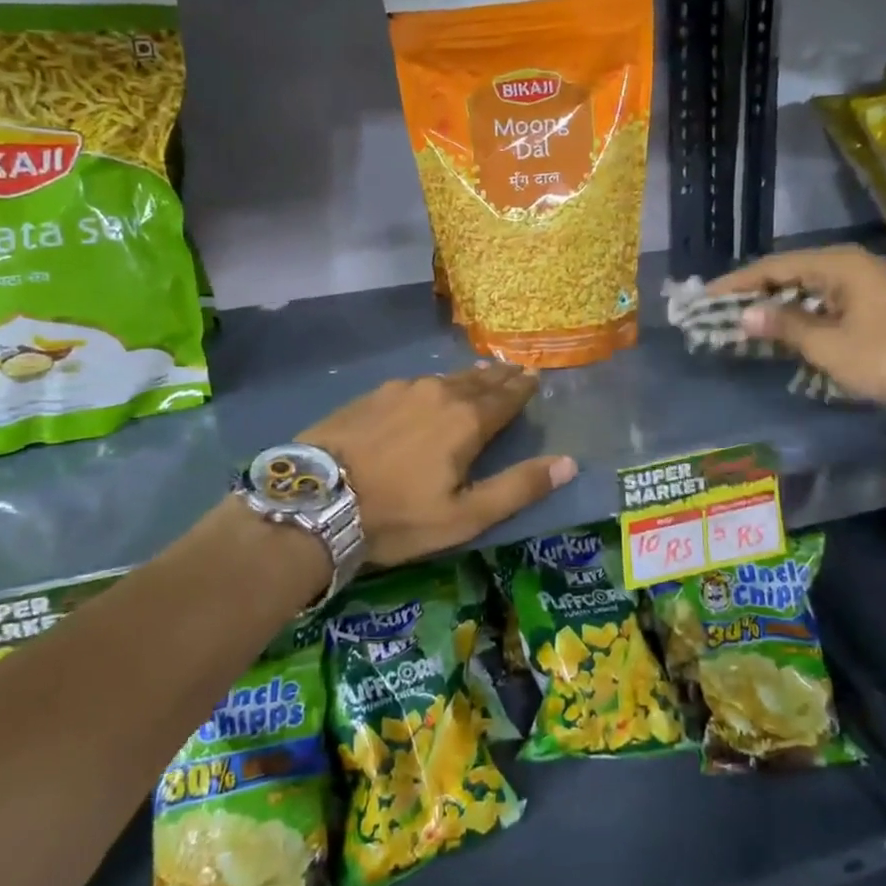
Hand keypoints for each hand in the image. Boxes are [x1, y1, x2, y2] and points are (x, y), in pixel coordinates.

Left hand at [296, 363, 576, 567]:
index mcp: (467, 421)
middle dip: (500, 376)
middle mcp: (439, 393)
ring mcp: (402, 389)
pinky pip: (416, 383)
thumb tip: (569, 462)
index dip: (523, 387)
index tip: (535, 376)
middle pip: (479, 380)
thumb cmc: (397, 515)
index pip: (506, 397)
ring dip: (468, 377)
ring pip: (446, 378)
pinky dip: (434, 384)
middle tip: (515, 369)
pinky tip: (429, 389)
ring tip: (480, 374)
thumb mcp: (465, 515)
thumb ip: (518, 487)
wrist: (316, 499)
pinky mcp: (372, 394)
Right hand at [706, 246, 885, 412]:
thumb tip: (745, 315)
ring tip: (746, 319)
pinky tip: (785, 328)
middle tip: (721, 308)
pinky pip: (828, 300)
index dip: (738, 283)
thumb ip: (784, 326)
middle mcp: (853, 265)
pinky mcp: (878, 303)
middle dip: (756, 292)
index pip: (774, 267)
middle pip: (791, 273)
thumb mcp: (829, 346)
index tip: (706, 297)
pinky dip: (803, 313)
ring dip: (778, 304)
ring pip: (810, 287)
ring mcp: (869, 283)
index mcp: (839, 265)